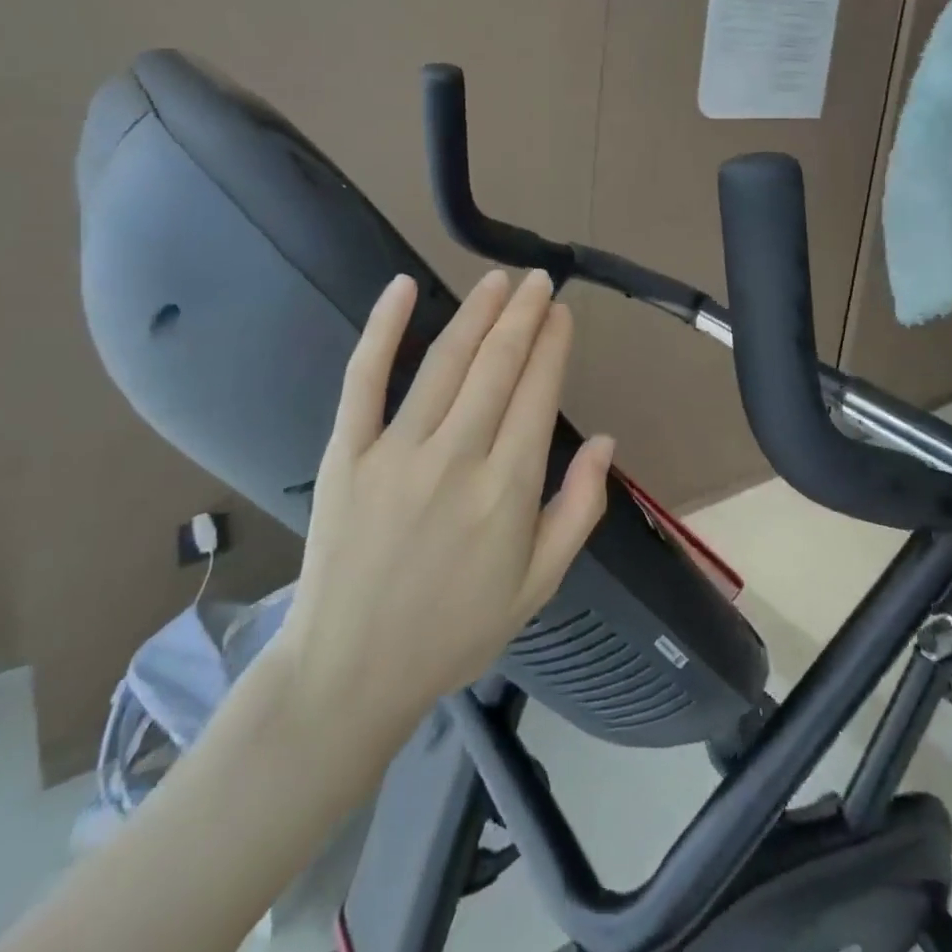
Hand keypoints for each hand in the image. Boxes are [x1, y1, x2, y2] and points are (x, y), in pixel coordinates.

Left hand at [278, 269, 609, 733]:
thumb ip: (580, 510)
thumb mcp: (539, 585)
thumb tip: (606, 440)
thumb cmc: (455, 631)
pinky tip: (402, 288)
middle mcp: (457, 459)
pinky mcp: (345, 454)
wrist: (351, 671)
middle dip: (523, 315)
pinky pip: (363, 379)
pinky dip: (383, 329)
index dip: (552, 345)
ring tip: (498, 280)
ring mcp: (396, 452)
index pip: (538, 393)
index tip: (561, 312)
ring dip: (476, 313)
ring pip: (446, 362)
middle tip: (538, 281)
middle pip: (498, 366)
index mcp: (508, 490)